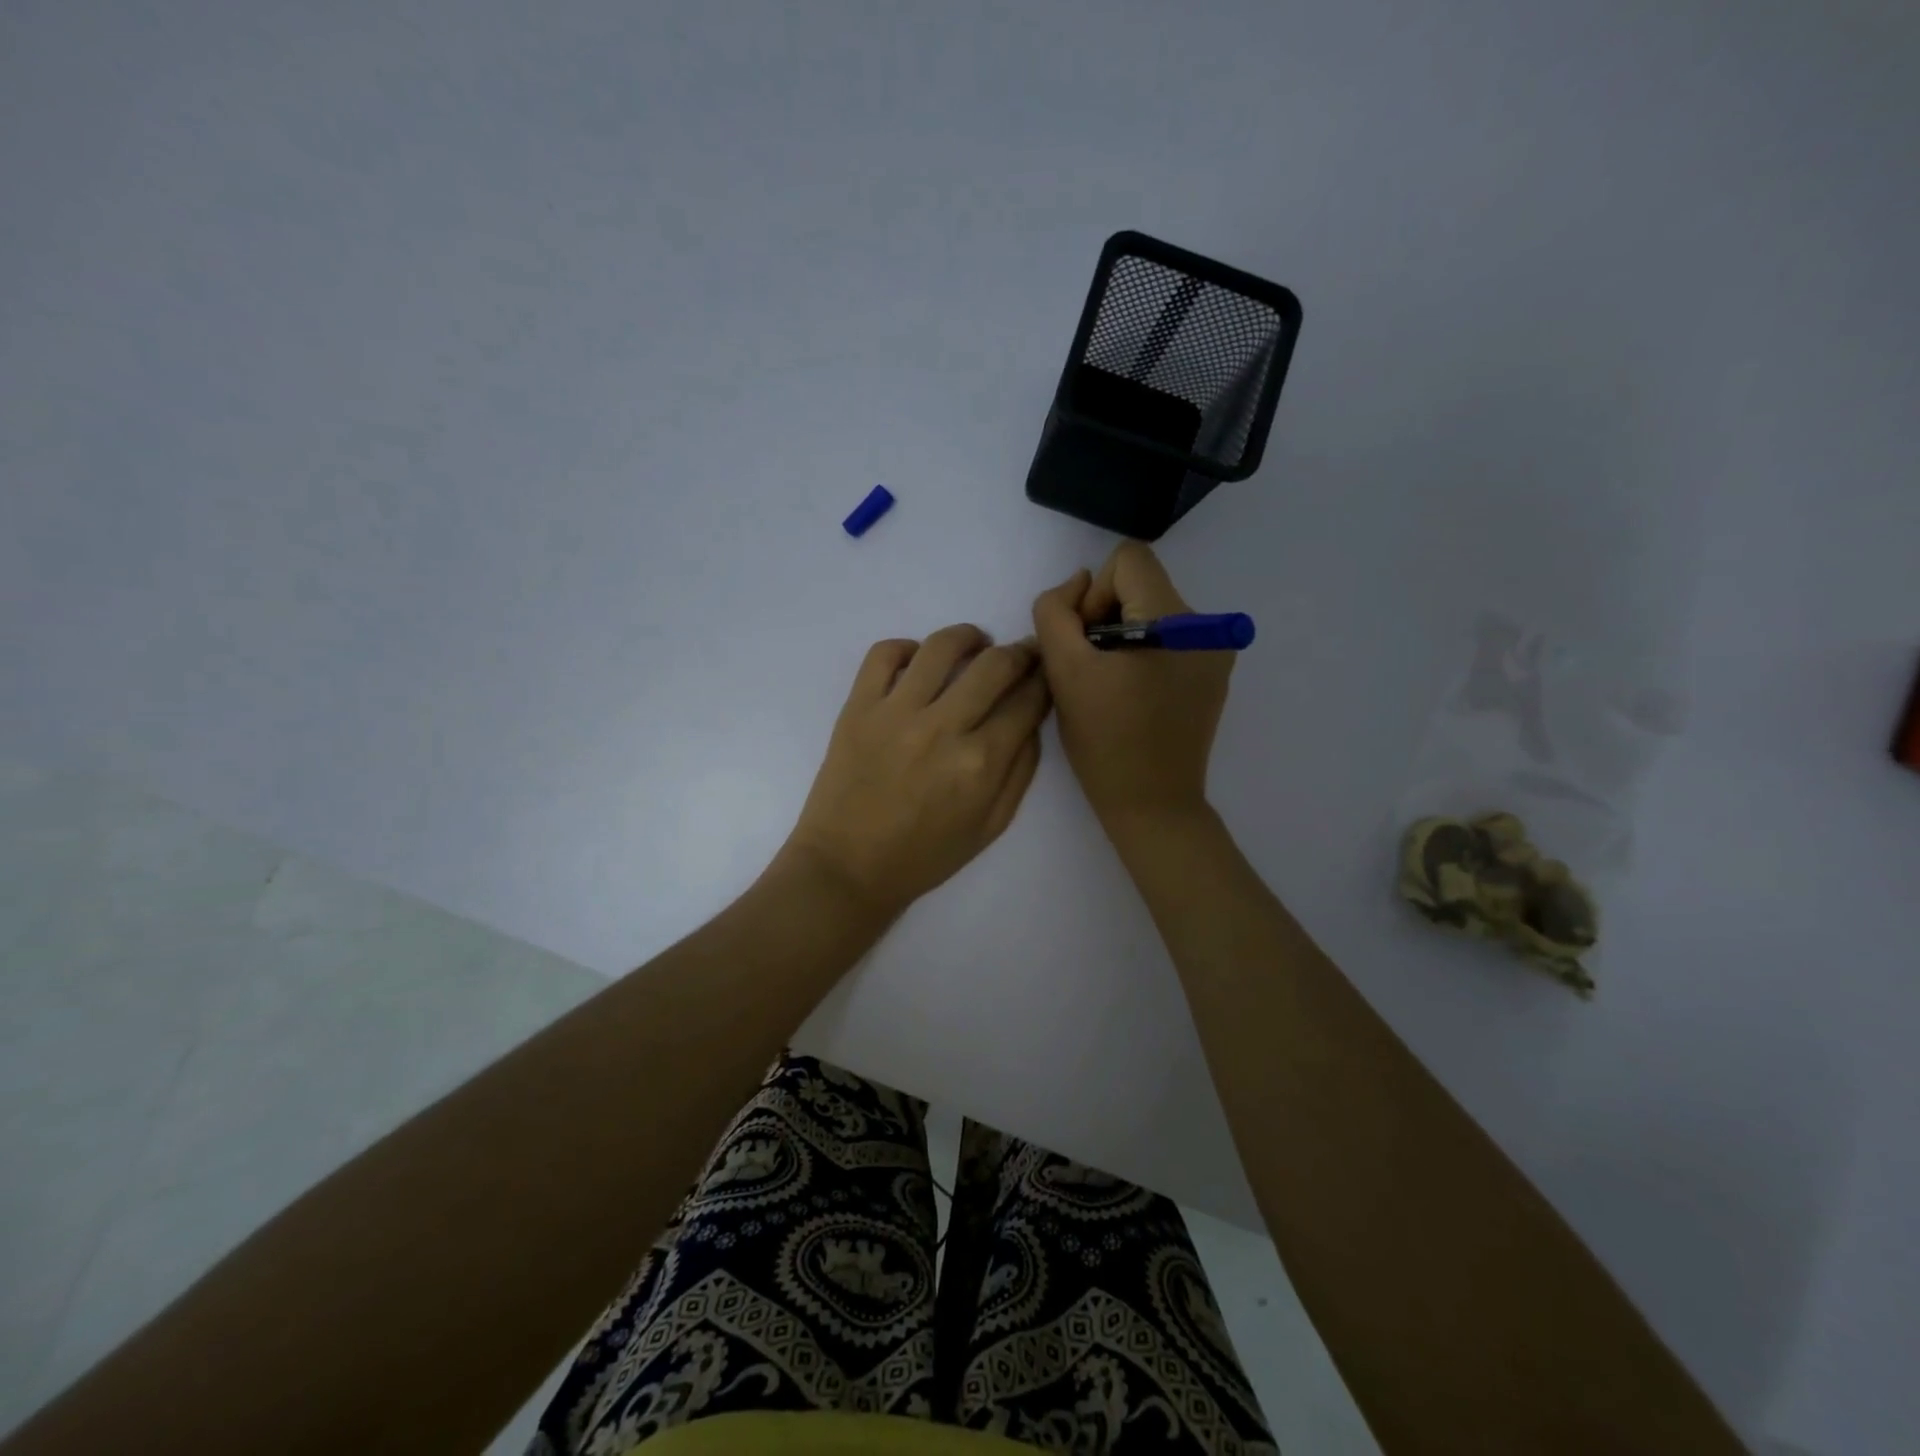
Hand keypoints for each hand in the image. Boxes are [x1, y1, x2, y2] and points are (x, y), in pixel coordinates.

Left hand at [783, 625, 1050, 917]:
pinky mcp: (858, 707)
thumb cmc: (924, 856)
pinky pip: (884, 654)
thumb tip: (1030, 720)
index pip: (1028, 701)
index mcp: (981, 763)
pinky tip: (918, 661)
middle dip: (1020, 653)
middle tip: (1021, 654)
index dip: (1045, 681)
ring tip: (975, 644)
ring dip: (969, 637)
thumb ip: (1021, 771)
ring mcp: (895, 712)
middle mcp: (942, 728)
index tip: (1045, 674)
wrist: (848, 867)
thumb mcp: (991, 826)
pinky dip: (907, 648)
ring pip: (942, 647)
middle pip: (995, 665)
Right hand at [1031, 542, 1234, 830]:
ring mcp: (1216, 652)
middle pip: (1141, 586)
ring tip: (1112, 686)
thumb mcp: (1064, 671)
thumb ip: (1056, 612)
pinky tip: (1133, 696)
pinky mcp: (1213, 675)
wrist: (1152, 805)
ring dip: (1122, 637)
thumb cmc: (1105, 741)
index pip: (1128, 560)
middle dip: (1107, 618)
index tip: (1087, 643)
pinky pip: (1168, 640)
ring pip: (1152, 613)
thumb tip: (1076, 583)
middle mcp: (1208, 627)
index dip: (1094, 595)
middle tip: (1092, 670)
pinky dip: (1143, 655)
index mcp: (1178, 621)